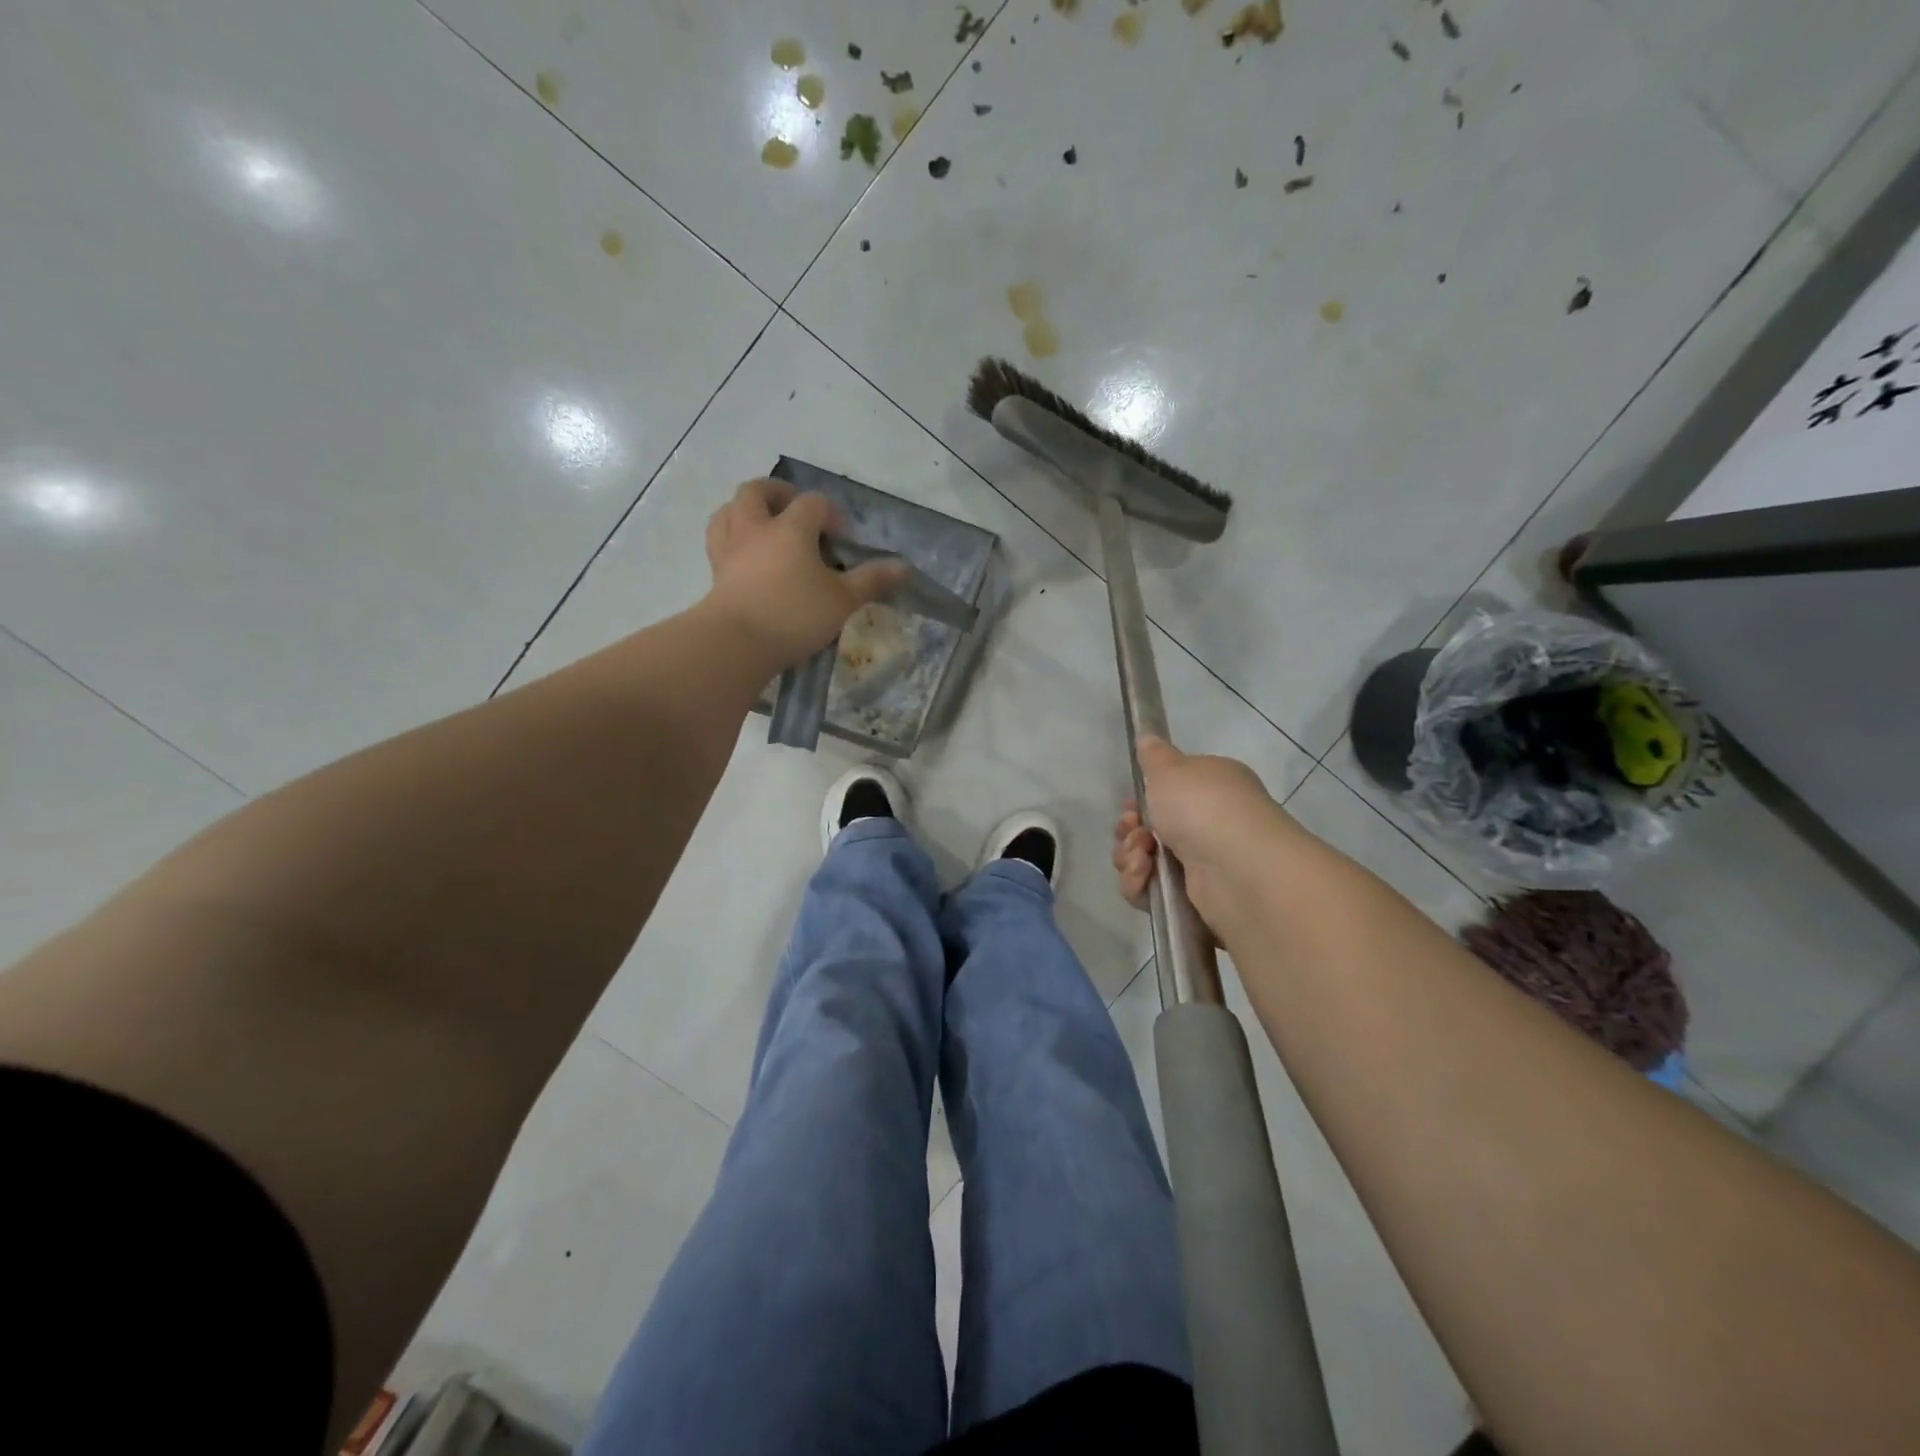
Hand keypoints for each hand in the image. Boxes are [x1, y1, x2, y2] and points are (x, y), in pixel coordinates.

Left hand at [701, 480, 908, 667]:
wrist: (736, 643)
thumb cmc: (794, 615)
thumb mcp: (842, 600)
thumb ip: (871, 580)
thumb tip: (904, 567)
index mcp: (790, 527)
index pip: (814, 503)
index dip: (832, 515)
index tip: (843, 543)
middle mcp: (755, 527)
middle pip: (758, 490)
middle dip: (780, 494)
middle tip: (797, 513)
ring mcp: (729, 548)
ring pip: (730, 509)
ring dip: (748, 510)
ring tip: (766, 527)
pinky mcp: (715, 571)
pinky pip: (719, 539)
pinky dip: (733, 537)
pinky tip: (747, 554)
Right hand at [1111, 736, 1294, 934]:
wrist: (1236, 868)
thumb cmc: (1203, 806)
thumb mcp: (1171, 769)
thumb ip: (1154, 756)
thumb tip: (1148, 737)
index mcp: (1211, 788)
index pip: (1169, 792)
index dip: (1142, 798)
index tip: (1130, 803)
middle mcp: (1209, 824)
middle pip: (1149, 828)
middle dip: (1129, 830)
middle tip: (1132, 828)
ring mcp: (1202, 863)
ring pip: (1144, 860)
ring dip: (1130, 856)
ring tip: (1142, 856)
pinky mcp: (1192, 899)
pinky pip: (1149, 890)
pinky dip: (1139, 883)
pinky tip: (1144, 875)